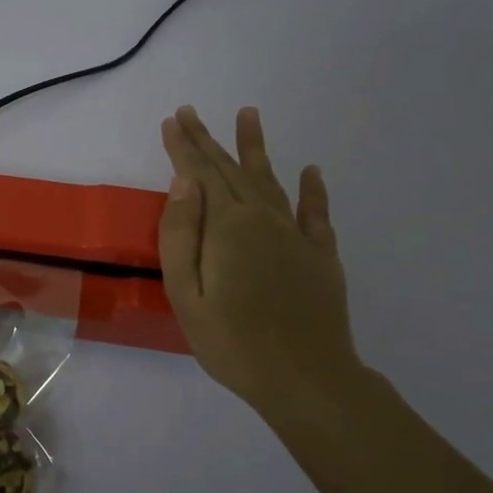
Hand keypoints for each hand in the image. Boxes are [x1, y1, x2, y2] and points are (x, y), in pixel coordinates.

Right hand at [159, 105, 363, 431]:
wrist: (306, 380)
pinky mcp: (321, 256)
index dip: (184, 147)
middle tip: (191, 112)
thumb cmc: (232, 343)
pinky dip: (313, 190)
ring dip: (256, 148)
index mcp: (227, 227)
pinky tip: (311, 171)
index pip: (199, 174)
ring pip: (271, 180)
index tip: (171, 120)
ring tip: (248, 115)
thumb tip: (183, 183)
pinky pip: (316, 213)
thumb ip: (181, 235)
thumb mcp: (186, 294)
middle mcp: (263, 219)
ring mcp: (296, 236)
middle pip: (231, 170)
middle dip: (208, 140)